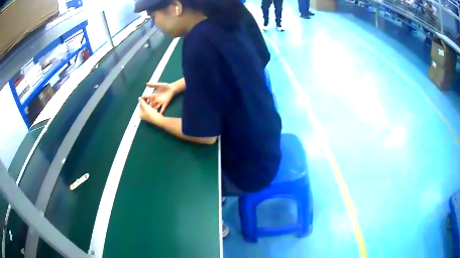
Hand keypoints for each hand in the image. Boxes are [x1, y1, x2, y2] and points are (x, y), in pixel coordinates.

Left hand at [139, 97, 162, 124]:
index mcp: (140, 114)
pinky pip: (150, 109)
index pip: (140, 105)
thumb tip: (139, 98)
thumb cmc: (151, 113)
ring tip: (150, 99)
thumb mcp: (145, 106)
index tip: (144, 96)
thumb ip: (142, 102)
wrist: (158, 119)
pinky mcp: (151, 115)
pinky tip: (153, 103)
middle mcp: (143, 115)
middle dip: (145, 102)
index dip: (141, 100)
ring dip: (148, 103)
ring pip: (147, 108)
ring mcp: (147, 116)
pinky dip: (150, 106)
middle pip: (143, 107)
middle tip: (147, 97)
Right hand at [145, 82, 175, 113]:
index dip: (144, 99)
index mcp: (154, 95)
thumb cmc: (165, 86)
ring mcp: (160, 102)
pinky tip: (159, 115)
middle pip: (150, 104)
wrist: (172, 88)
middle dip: (147, 106)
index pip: (148, 98)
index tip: (140, 99)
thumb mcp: (159, 85)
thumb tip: (146, 83)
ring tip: (150, 114)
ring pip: (155, 107)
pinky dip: (161, 112)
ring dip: (153, 110)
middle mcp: (156, 100)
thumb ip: (153, 85)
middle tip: (144, 109)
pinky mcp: (165, 104)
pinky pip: (162, 108)